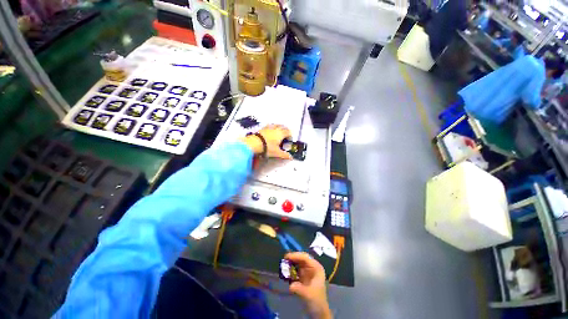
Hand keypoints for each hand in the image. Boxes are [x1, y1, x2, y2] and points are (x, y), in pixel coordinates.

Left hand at [241, 124, 291, 158]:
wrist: (254, 143)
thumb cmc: (267, 147)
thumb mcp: (277, 153)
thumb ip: (284, 155)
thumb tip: (291, 157)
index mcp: (281, 133)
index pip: (288, 132)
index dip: (290, 136)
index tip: (289, 141)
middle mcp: (276, 129)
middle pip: (283, 127)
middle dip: (286, 131)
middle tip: (286, 136)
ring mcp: (269, 127)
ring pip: (276, 125)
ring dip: (279, 127)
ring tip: (279, 133)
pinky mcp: (262, 128)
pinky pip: (269, 125)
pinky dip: (272, 127)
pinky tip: (270, 131)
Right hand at [285, 252, 331, 318]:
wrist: (318, 311)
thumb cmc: (316, 301)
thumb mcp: (308, 294)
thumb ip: (299, 288)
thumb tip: (291, 285)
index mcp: (316, 267)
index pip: (305, 257)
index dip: (296, 255)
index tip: (287, 256)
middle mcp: (312, 267)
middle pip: (301, 258)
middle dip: (293, 258)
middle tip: (284, 259)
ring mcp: (307, 271)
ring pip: (298, 263)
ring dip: (291, 263)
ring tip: (284, 264)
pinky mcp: (303, 276)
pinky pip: (296, 269)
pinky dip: (291, 269)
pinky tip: (286, 271)